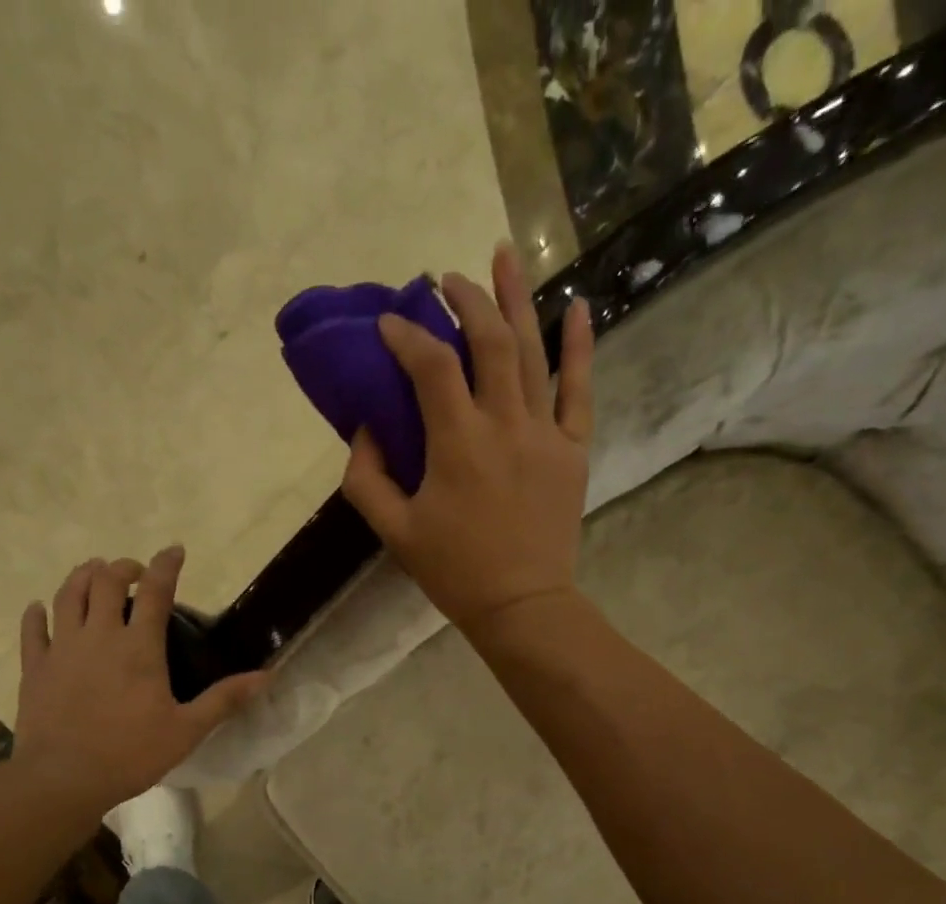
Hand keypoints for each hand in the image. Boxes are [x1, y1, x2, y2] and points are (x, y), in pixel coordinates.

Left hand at [12, 548, 267, 814]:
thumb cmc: (131, 754)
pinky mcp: (35, 667)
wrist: (64, 778)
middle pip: (106, 582)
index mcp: (139, 647)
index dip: (166, 565)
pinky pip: (32, 629)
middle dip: (121, 567)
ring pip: (68, 595)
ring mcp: (62, 648)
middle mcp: (99, 636)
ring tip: (92, 573)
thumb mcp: (187, 730)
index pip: (155, 591)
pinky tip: (40, 608)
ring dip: (81, 577)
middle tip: (133, 572)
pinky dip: (37, 613)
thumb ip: (225, 699)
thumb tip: (266, 676)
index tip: (174, 551)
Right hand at [340, 241, 593, 641]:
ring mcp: (544, 433)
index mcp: (457, 443)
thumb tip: (366, 429)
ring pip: (532, 351)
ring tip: (503, 255)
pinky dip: (580, 346)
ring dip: (516, 299)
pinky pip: (580, 389)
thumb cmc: (454, 572)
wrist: (521, 605)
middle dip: (465, 301)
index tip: (388, 323)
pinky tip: (578, 306)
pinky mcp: (572, 450)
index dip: (405, 336)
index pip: (430, 366)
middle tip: (445, 280)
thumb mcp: (394, 532)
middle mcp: (504, 424)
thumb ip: (367, 477)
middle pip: (488, 341)